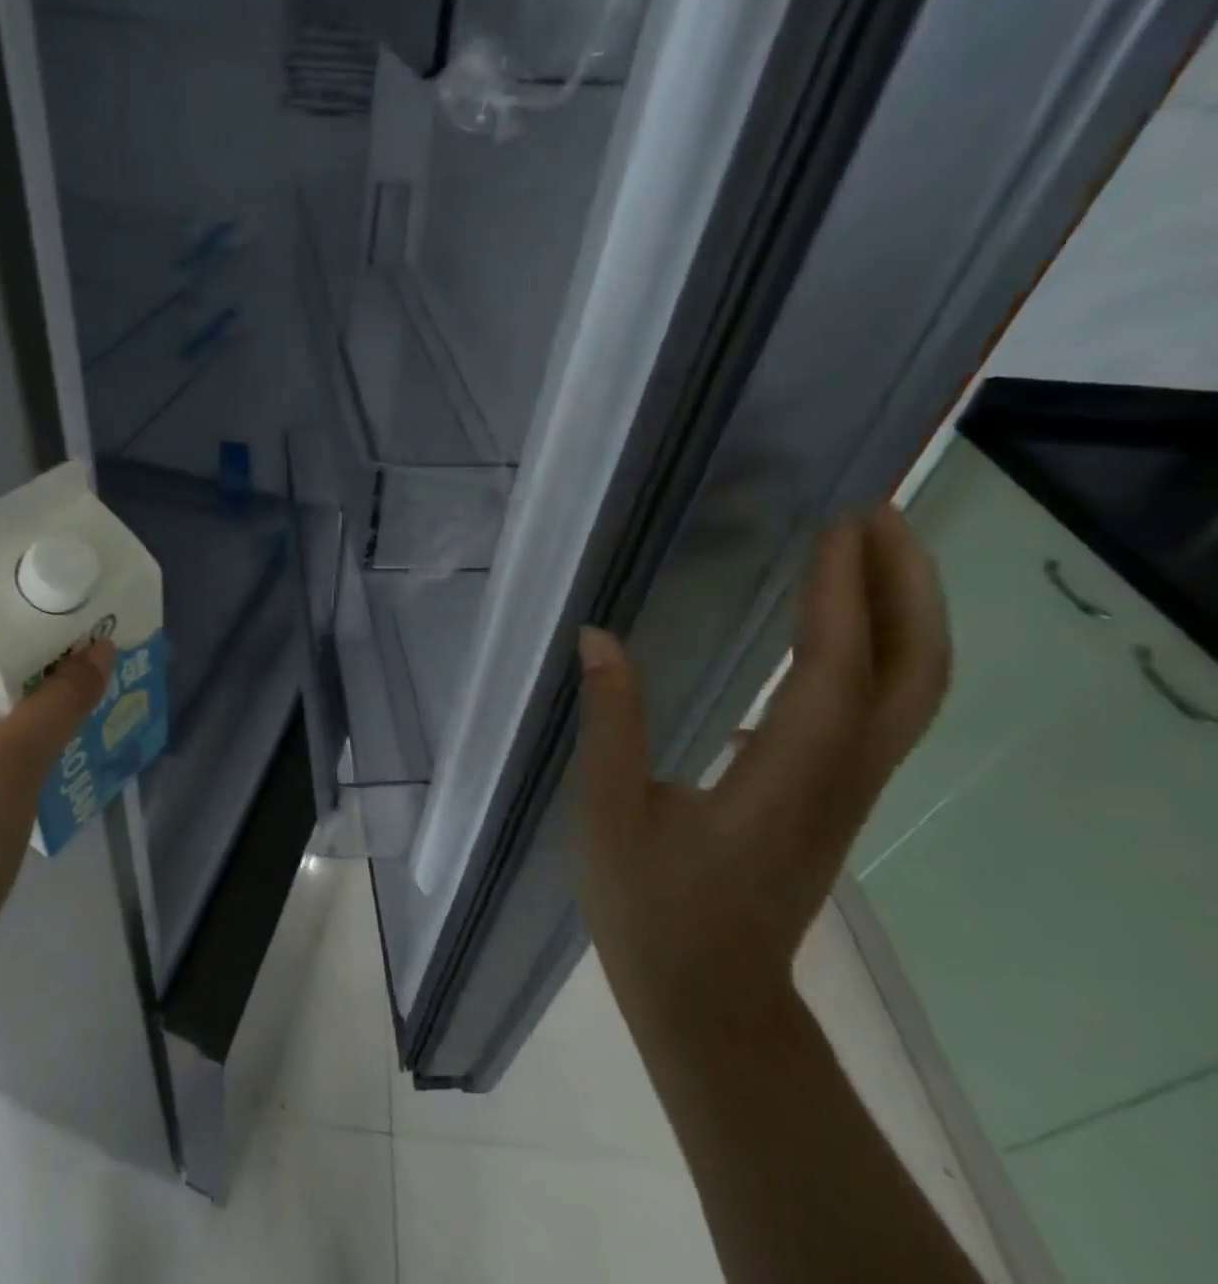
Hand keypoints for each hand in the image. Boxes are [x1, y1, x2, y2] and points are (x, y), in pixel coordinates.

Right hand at [568, 508, 949, 1036]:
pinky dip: (870, 654)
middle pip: (912, 675)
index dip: (840, 595)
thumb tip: (599, 636)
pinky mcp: (829, 798)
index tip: (834, 524)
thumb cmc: (652, 909)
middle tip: (873, 512)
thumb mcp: (611, 814)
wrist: (709, 1000)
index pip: (833, 671)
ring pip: (905, 693)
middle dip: (907, 586)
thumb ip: (612, 722)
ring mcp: (844, 791)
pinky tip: (819, 633)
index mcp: (785, 781)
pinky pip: (872, 712)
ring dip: (901, 613)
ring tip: (862, 549)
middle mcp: (838, 779)